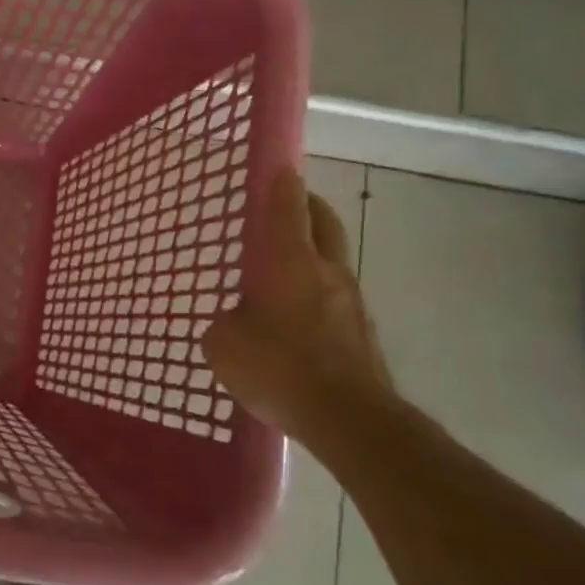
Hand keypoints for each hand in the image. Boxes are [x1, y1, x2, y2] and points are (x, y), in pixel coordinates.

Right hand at [201, 168, 397, 446]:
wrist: (351, 420)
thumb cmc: (280, 368)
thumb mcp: (223, 345)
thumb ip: (223, 325)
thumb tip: (232, 323)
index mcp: (290, 261)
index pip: (287, 206)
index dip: (280, 181)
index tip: (278, 164)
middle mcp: (326, 271)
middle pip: (322, 222)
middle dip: (306, 205)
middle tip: (287, 202)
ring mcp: (351, 302)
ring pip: (332, 261)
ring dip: (312, 253)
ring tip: (282, 268)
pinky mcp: (362, 333)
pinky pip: (335, 298)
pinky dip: (316, 293)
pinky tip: (295, 320)